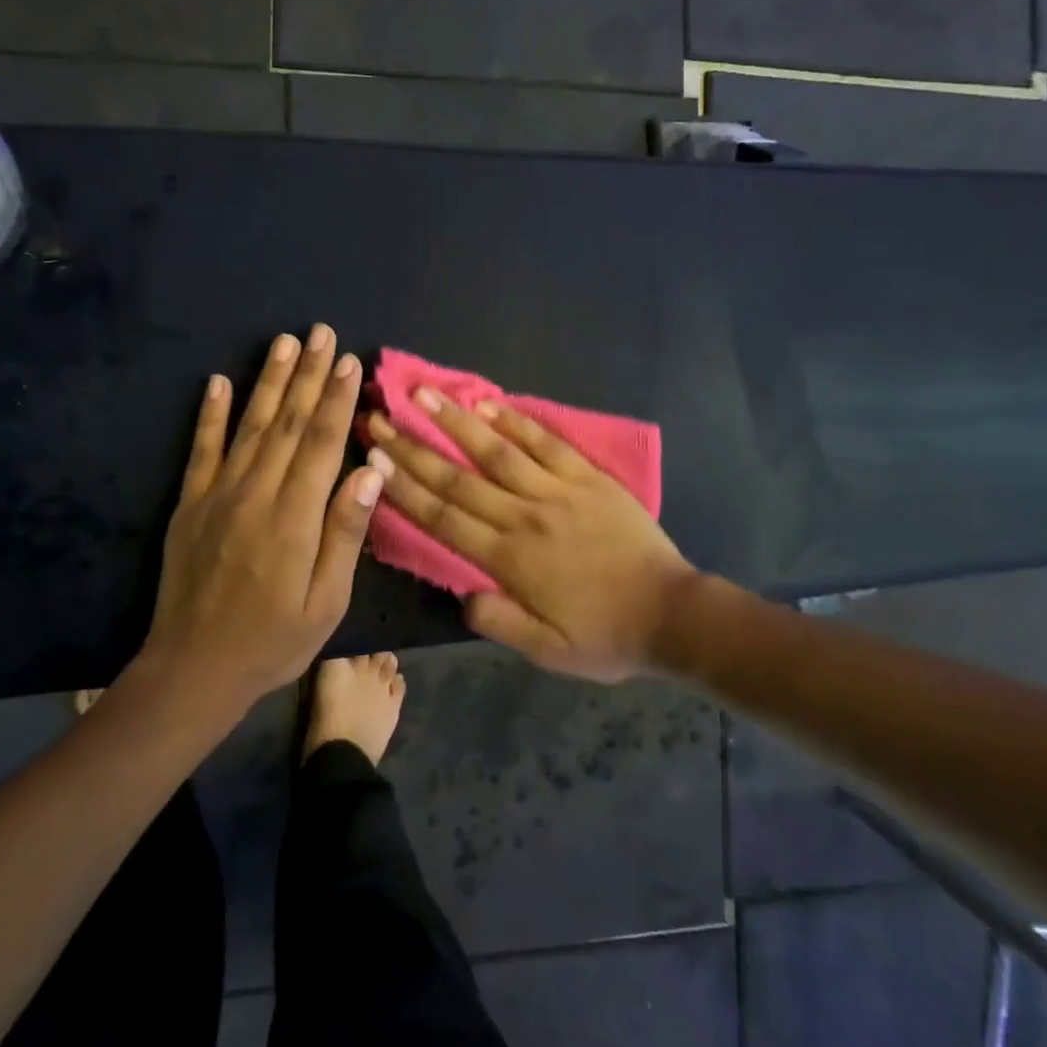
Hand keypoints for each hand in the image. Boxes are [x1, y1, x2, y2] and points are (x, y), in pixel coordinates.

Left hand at [139, 324, 384, 711]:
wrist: (193, 669)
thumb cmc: (273, 641)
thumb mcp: (326, 602)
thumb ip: (346, 533)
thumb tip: (371, 472)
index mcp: (295, 518)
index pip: (323, 443)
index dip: (338, 400)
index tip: (350, 361)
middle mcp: (256, 494)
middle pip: (289, 423)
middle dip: (309, 375)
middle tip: (322, 332)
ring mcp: (217, 495)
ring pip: (250, 425)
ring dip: (269, 380)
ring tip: (284, 341)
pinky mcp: (190, 504)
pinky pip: (202, 449)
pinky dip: (210, 413)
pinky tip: (218, 381)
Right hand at [365, 391, 695, 682]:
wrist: (672, 614)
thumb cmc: (606, 636)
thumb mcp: (547, 652)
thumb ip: (499, 622)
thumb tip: (461, 595)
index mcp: (508, 560)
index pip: (443, 518)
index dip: (404, 488)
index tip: (374, 459)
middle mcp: (524, 517)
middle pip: (457, 478)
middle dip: (413, 447)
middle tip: (378, 416)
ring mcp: (557, 491)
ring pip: (496, 451)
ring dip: (455, 421)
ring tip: (422, 393)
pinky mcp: (587, 477)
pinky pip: (546, 443)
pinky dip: (516, 420)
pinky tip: (488, 402)